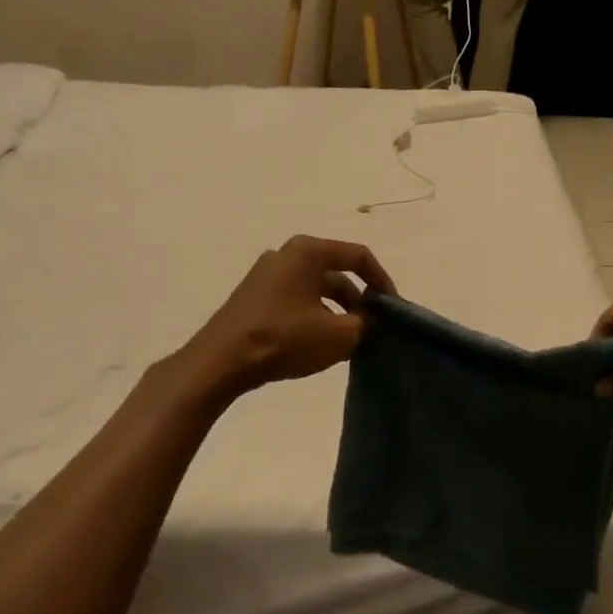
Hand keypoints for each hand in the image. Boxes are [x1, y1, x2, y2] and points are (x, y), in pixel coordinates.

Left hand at [181, 236, 395, 398]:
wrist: (220, 362)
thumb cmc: (284, 339)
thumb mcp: (338, 335)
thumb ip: (365, 324)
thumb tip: (368, 320)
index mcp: (307, 251)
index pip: (358, 256)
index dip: (381, 281)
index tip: (392, 308)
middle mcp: (286, 254)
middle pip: (336, 272)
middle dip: (358, 300)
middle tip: (372, 327)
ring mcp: (267, 274)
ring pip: (316, 288)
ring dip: (336, 311)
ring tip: (348, 340)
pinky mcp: (255, 296)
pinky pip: (296, 299)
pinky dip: (314, 315)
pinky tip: (319, 342)